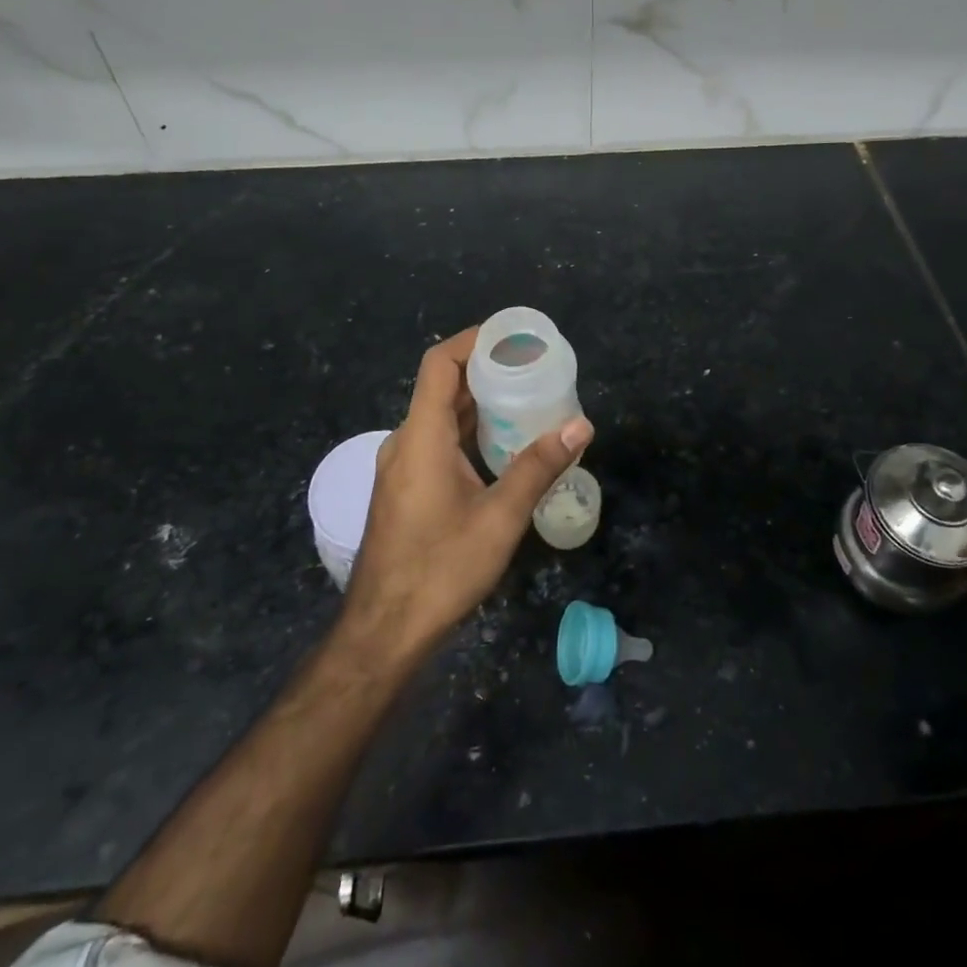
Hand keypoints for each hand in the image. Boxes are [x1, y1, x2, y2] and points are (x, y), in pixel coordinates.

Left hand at [342, 327, 593, 664]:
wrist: (385, 631)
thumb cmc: (441, 569)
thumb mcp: (500, 517)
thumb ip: (538, 467)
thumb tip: (581, 425)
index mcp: (421, 436)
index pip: (440, 364)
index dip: (473, 340)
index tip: (513, 336)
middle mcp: (405, 442)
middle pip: (443, 387)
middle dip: (487, 372)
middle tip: (534, 369)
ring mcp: (401, 467)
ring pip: (441, 418)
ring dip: (480, 405)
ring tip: (527, 401)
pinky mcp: (405, 489)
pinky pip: (437, 443)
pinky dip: (469, 432)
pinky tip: (503, 447)